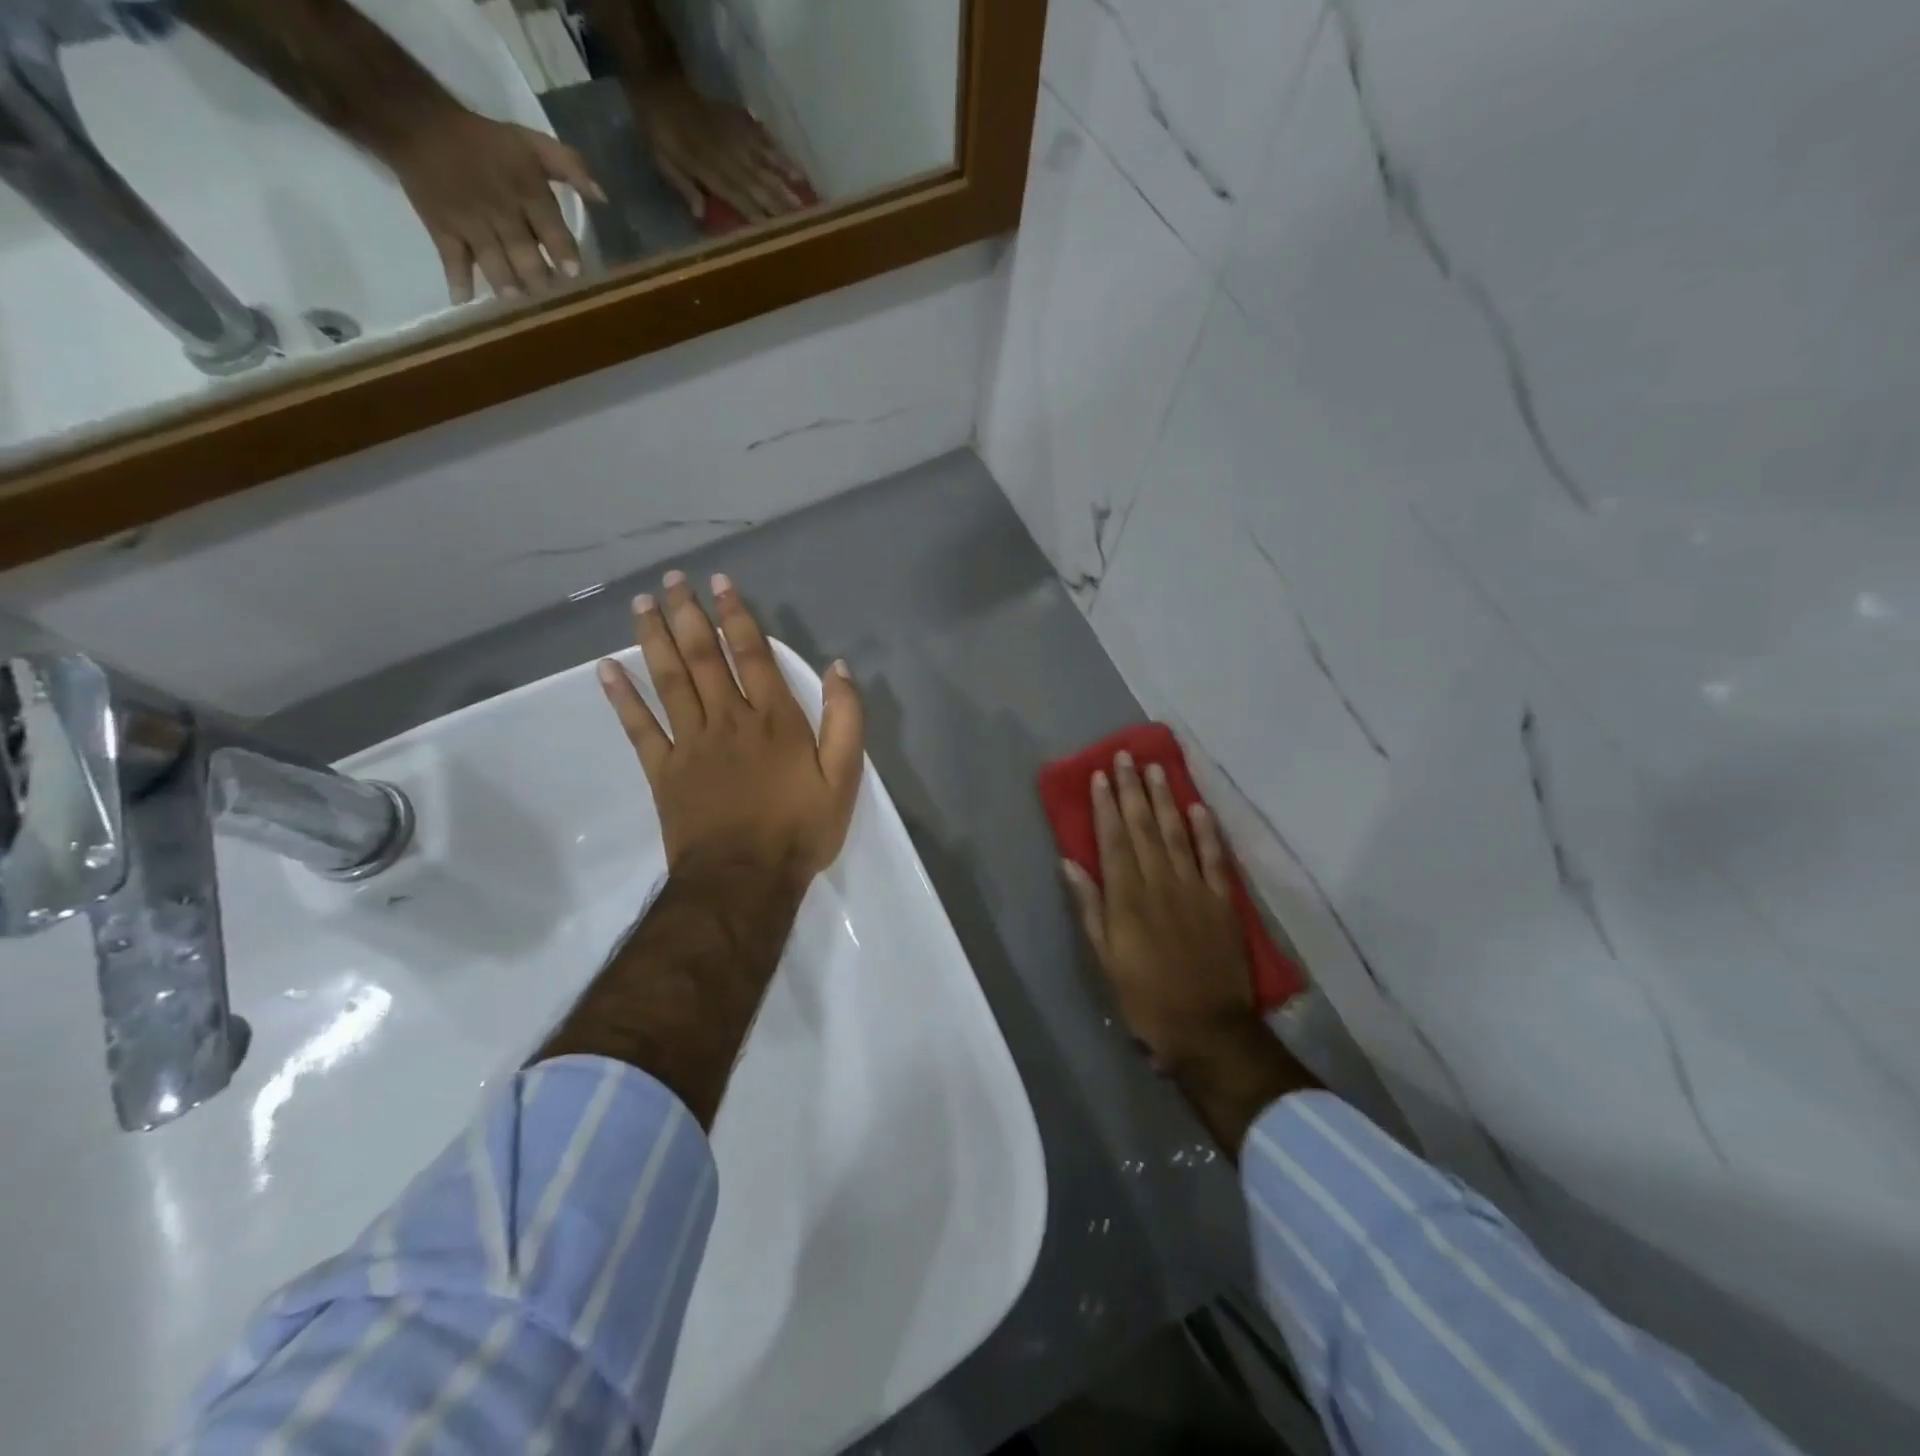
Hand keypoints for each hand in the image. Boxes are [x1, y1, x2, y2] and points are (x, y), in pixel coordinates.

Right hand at [378, 104, 605, 302]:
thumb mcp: (532, 142)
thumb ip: (570, 166)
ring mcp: (471, 224)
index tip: (573, 275)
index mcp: (527, 192)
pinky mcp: (444, 231)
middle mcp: (501, 212)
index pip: (551, 228)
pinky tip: (468, 304)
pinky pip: (453, 260)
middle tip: (552, 301)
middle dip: (540, 280)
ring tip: (520, 306)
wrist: (417, 122)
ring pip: (494, 262)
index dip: (563, 254)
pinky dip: (459, 282)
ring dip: (508, 287)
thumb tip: (603, 198)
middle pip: (524, 254)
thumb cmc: (486, 141)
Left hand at [597, 570, 863, 882]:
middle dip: (688, 613)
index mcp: (773, 719)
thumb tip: (839, 668)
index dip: (736, 615)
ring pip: (669, 680)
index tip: (720, 582)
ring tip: (641, 603)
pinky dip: (622, 697)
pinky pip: (639, 727)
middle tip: (671, 579)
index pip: (751, 654)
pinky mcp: (663, 770)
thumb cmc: (800, 829)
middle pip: (703, 656)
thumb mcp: (845, 777)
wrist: (746, 879)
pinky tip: (607, 668)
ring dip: (654, 638)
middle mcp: (728, 719)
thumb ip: (846, 719)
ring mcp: (690, 743)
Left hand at [633, 76, 808, 222]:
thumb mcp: (663, 162)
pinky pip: (765, 142)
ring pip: (766, 167)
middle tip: (802, 226)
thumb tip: (700, 214)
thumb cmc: (660, 133)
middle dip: (779, 207)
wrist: (660, 87)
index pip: (738, 198)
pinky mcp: (740, 124)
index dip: (756, 217)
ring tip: (806, 205)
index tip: (774, 235)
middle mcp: (727, 156)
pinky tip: (797, 171)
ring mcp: (736, 138)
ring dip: (786, 187)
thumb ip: (684, 186)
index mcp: (708, 169)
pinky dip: (781, 157)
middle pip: (758, 186)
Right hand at [1063, 752, 1259, 1069]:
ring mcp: (1195, 889)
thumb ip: (1090, 907)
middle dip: (1133, 790)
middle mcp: (1160, 883)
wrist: (1207, 1028)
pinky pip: (1214, 858)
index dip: (1106, 806)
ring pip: (1177, 833)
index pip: (1114, 840)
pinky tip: (1198, 807)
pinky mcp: (1222, 901)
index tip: (1100, 775)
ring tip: (1156, 769)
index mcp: (1127, 898)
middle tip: (1125, 757)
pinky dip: (1206, 831)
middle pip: (1144, 828)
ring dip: (1165, 799)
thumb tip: (1071, 863)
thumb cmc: (1145, 997)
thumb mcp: (1105, 958)